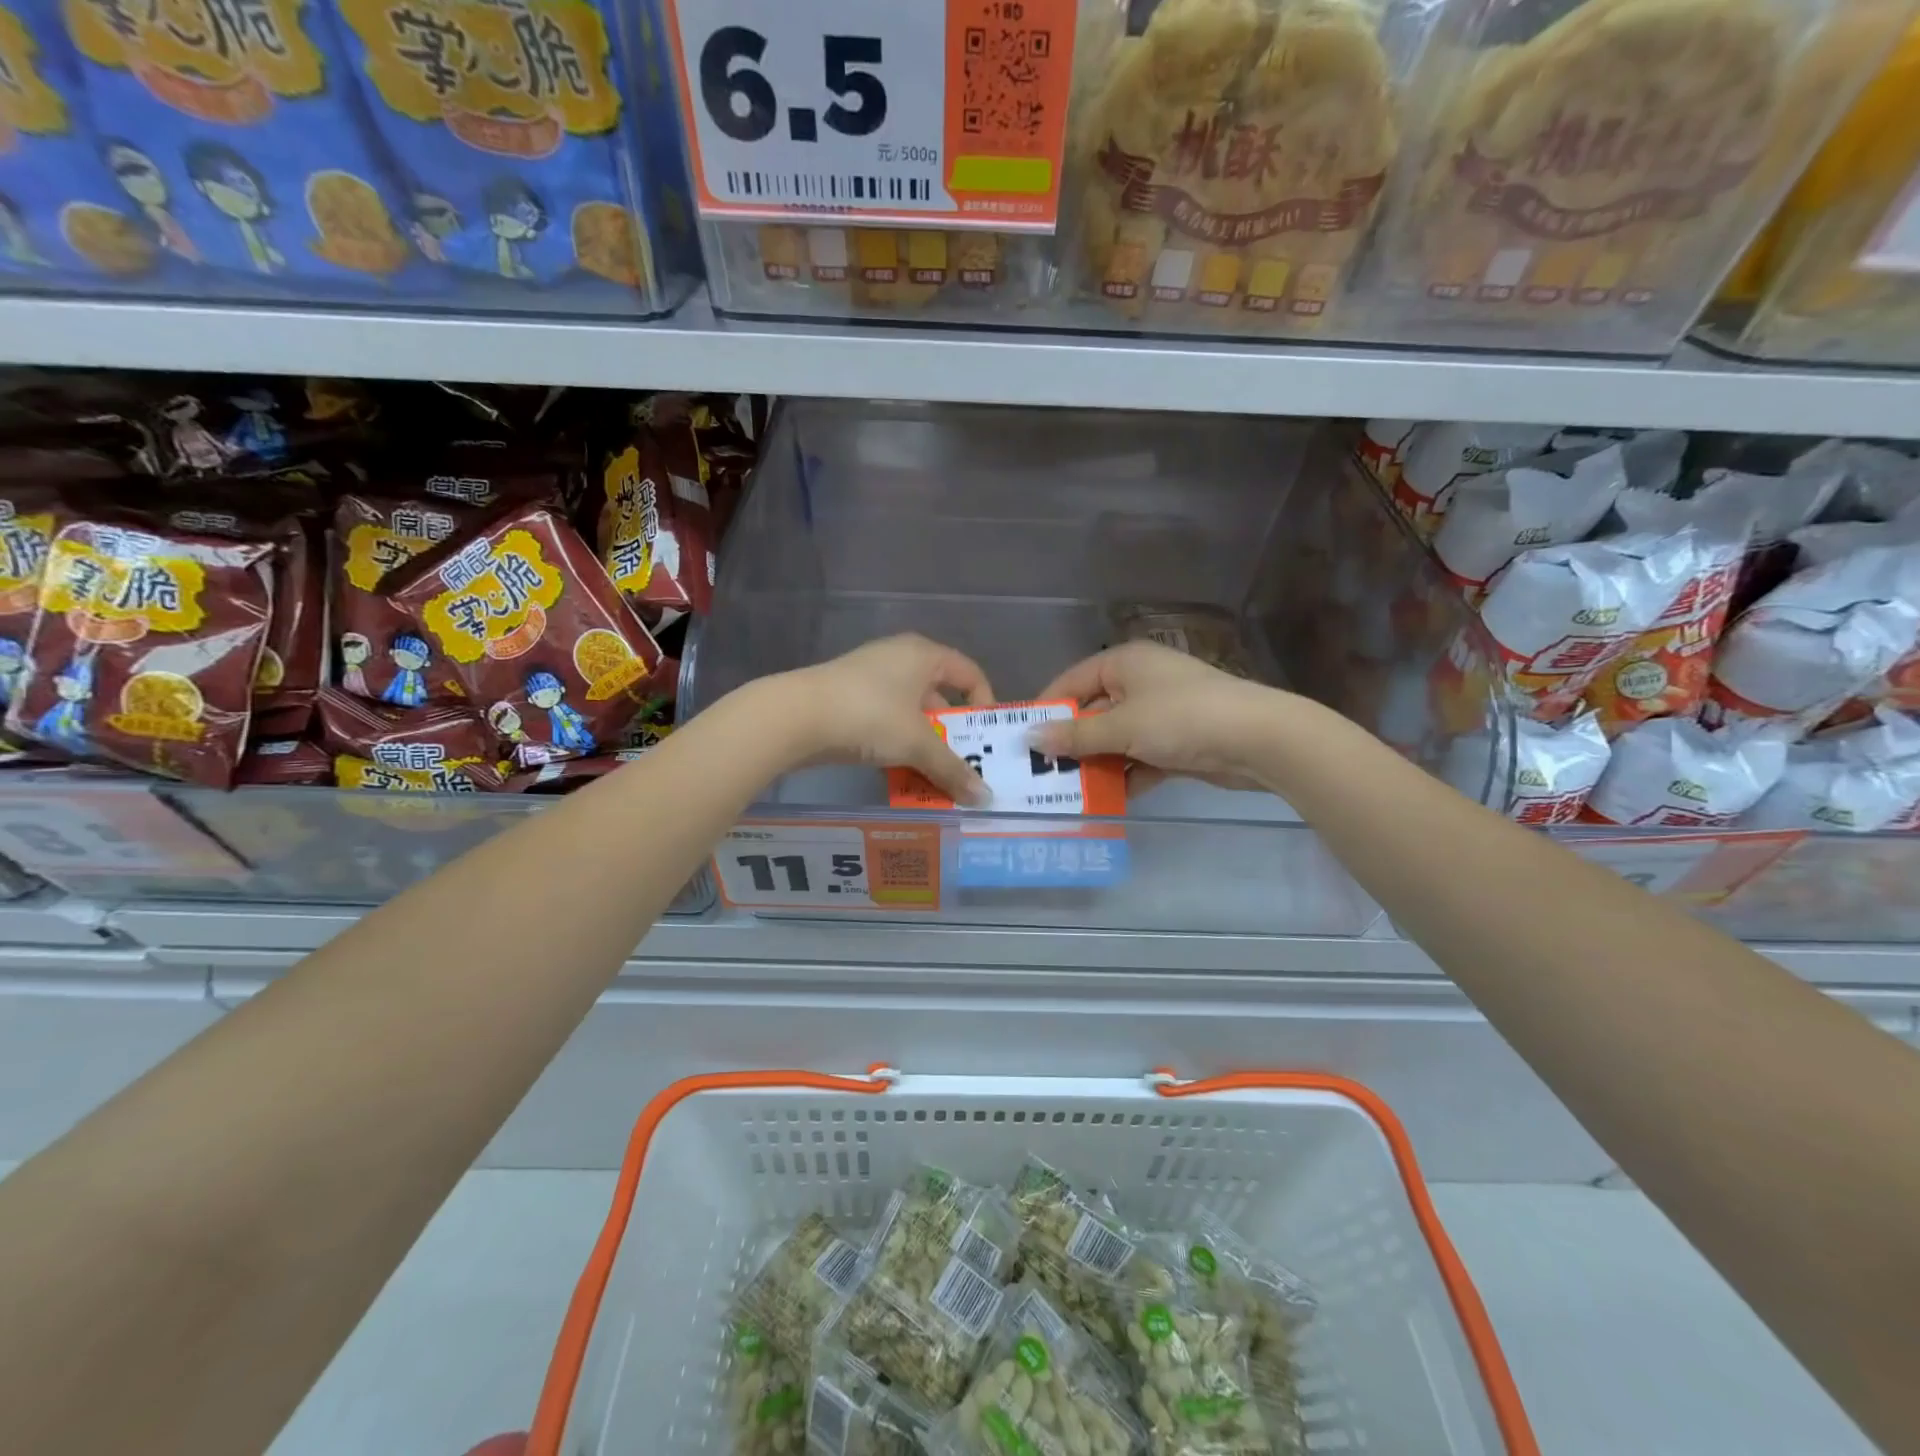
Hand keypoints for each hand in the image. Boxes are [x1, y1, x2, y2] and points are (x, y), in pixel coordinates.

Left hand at [788, 634, 991, 803]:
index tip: (986, 741)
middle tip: (962, 766)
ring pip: (911, 713)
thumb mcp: (917, 745)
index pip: (970, 674)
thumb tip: (985, 798)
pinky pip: (886, 721)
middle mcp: (900, 658)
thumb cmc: (870, 716)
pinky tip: (899, 774)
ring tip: (932, 777)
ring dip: (924, 745)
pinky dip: (897, 745)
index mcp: (924, 655)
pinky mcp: (848, 698)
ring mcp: (871, 677)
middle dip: (952, 734)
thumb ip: (952, 770)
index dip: (984, 706)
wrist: (795, 717)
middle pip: (940, 696)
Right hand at [1032, 641, 1281, 790]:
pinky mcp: (1178, 741)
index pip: (1071, 682)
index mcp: (1124, 663)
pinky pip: (1140, 757)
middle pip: (1093, 712)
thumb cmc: (1181, 719)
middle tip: (1041, 774)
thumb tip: (1029, 738)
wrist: (1258, 739)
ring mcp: (1161, 712)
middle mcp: (1140, 682)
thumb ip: (1075, 735)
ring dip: (1097, 764)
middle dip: (1071, 744)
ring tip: (1067, 792)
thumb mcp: (1121, 727)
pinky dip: (1127, 775)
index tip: (1022, 741)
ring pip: (1116, 739)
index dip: (1047, 710)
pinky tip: (1107, 799)